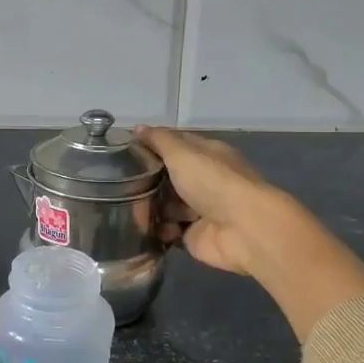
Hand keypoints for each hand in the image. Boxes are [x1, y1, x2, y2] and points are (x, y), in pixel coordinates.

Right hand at [136, 126, 363, 339]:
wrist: (244, 229)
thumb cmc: (213, 182)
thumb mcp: (182, 153)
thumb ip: (159, 141)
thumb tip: (139, 128)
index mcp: (206, 154)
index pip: (174, 144)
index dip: (151, 145)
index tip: (123, 151)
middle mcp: (204, 180)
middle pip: (167, 177)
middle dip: (146, 182)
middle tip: (119, 185)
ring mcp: (199, 209)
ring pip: (165, 205)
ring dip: (149, 208)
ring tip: (130, 210)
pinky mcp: (193, 235)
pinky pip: (168, 231)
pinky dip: (158, 230)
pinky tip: (144, 229)